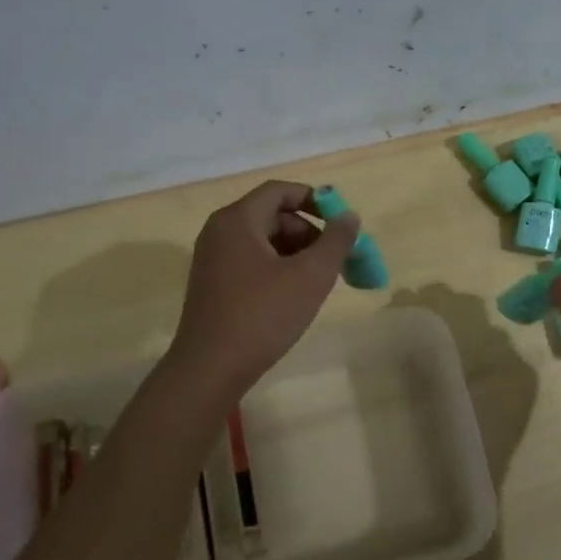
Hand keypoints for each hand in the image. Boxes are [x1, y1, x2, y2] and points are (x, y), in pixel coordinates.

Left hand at [169, 180, 360, 397]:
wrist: (210, 368)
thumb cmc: (262, 316)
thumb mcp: (310, 277)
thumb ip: (335, 241)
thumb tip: (349, 216)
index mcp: (237, 220)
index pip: (279, 191)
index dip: (314, 199)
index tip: (340, 222)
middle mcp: (219, 232)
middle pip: (271, 215)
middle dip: (308, 232)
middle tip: (333, 260)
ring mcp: (212, 260)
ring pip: (262, 241)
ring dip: (295, 253)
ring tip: (317, 282)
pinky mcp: (212, 285)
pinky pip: (250, 262)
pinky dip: (276, 269)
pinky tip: (292, 297)